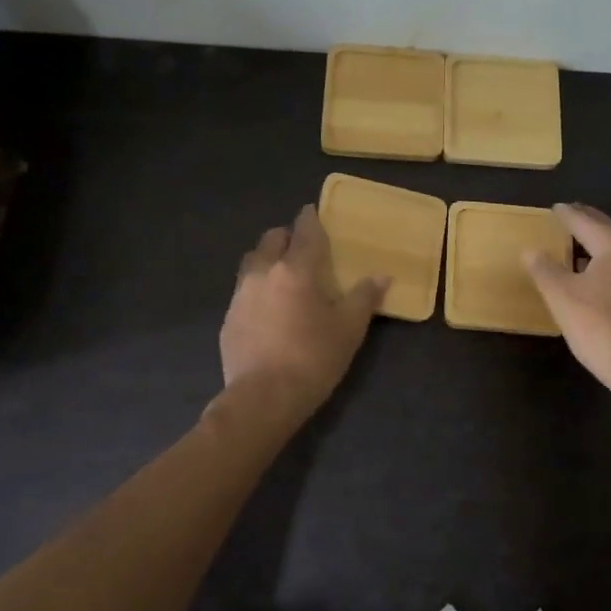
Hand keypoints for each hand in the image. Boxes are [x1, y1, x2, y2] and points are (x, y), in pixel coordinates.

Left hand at [220, 206, 388, 415]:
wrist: (262, 399)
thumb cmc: (313, 358)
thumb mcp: (349, 329)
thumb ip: (364, 297)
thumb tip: (382, 275)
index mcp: (295, 269)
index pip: (304, 231)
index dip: (311, 218)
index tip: (314, 212)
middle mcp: (263, 272)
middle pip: (271, 238)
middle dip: (286, 236)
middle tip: (302, 247)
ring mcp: (240, 295)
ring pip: (252, 261)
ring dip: (267, 258)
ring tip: (282, 274)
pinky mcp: (228, 318)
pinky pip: (243, 289)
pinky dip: (256, 287)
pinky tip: (267, 308)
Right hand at [523, 204, 610, 397]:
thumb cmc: (600, 327)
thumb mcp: (562, 296)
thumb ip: (544, 269)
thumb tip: (531, 250)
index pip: (585, 222)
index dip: (567, 215)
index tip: (555, 208)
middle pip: (609, 231)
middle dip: (588, 223)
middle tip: (570, 216)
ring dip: (602, 245)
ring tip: (582, 246)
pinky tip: (603, 276)